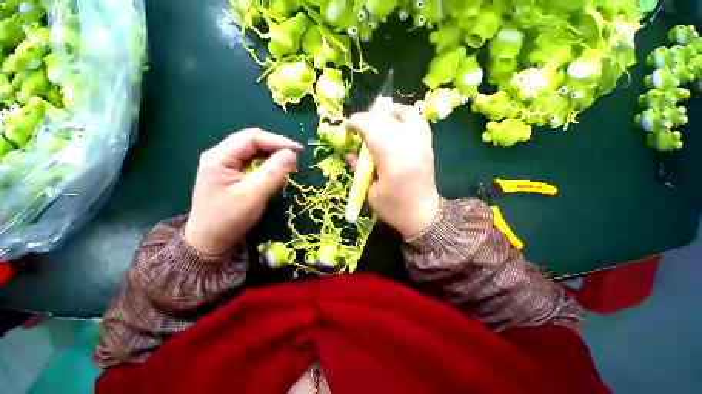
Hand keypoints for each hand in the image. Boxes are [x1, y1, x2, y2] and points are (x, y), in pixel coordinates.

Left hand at [184, 129, 302, 256]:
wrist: (210, 242)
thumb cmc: (228, 219)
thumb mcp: (253, 195)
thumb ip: (273, 172)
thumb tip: (291, 153)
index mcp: (219, 157)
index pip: (252, 138)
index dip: (277, 141)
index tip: (299, 151)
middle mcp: (221, 156)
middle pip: (253, 142)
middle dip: (276, 148)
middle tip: (295, 159)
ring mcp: (226, 166)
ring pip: (254, 152)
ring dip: (273, 157)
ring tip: (289, 166)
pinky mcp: (232, 175)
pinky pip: (253, 163)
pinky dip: (268, 166)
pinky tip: (277, 172)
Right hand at [346, 104, 439, 238]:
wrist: (423, 216)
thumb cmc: (393, 208)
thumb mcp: (370, 191)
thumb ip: (359, 168)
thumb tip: (349, 153)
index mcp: (392, 159)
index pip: (372, 127)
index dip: (356, 122)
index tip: (347, 127)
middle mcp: (410, 145)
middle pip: (388, 117)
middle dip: (370, 117)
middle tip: (360, 127)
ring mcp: (422, 143)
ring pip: (408, 113)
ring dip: (390, 113)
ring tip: (379, 120)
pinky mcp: (428, 146)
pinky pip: (418, 121)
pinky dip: (404, 118)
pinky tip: (395, 127)